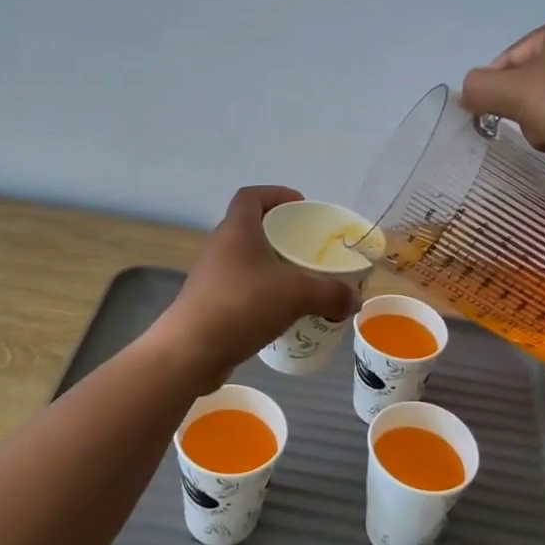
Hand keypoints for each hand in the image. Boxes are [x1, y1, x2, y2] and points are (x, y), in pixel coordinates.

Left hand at [152, 186, 358, 391]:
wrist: (190, 350)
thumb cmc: (241, 305)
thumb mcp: (295, 295)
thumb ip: (330, 294)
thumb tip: (354, 300)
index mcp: (237, 230)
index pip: (251, 196)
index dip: (275, 194)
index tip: (300, 205)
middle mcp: (220, 247)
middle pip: (250, 227)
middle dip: (279, 234)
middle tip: (306, 247)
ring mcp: (211, 276)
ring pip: (245, 260)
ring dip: (270, 265)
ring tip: (298, 281)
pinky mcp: (208, 303)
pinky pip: (240, 287)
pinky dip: (260, 292)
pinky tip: (280, 312)